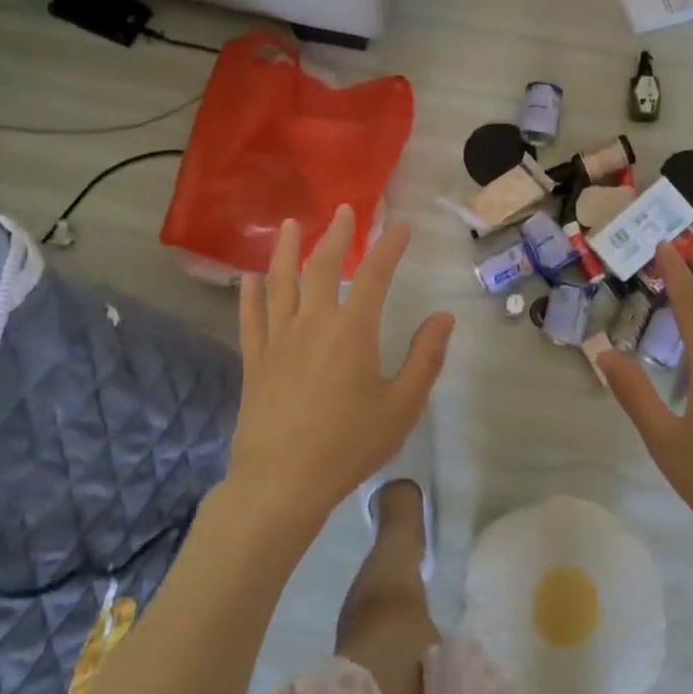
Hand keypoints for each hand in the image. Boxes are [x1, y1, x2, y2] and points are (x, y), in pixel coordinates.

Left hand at [226, 206, 453, 535]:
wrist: (282, 482)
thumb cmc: (349, 445)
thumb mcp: (402, 405)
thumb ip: (425, 358)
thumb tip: (442, 318)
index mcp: (352, 330)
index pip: (375, 275)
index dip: (389, 247)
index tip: (400, 226)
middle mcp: (312, 323)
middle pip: (323, 267)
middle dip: (338, 235)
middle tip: (345, 211)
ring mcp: (278, 339)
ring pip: (280, 282)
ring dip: (286, 249)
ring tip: (289, 224)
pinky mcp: (254, 361)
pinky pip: (251, 318)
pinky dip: (250, 294)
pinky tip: (250, 278)